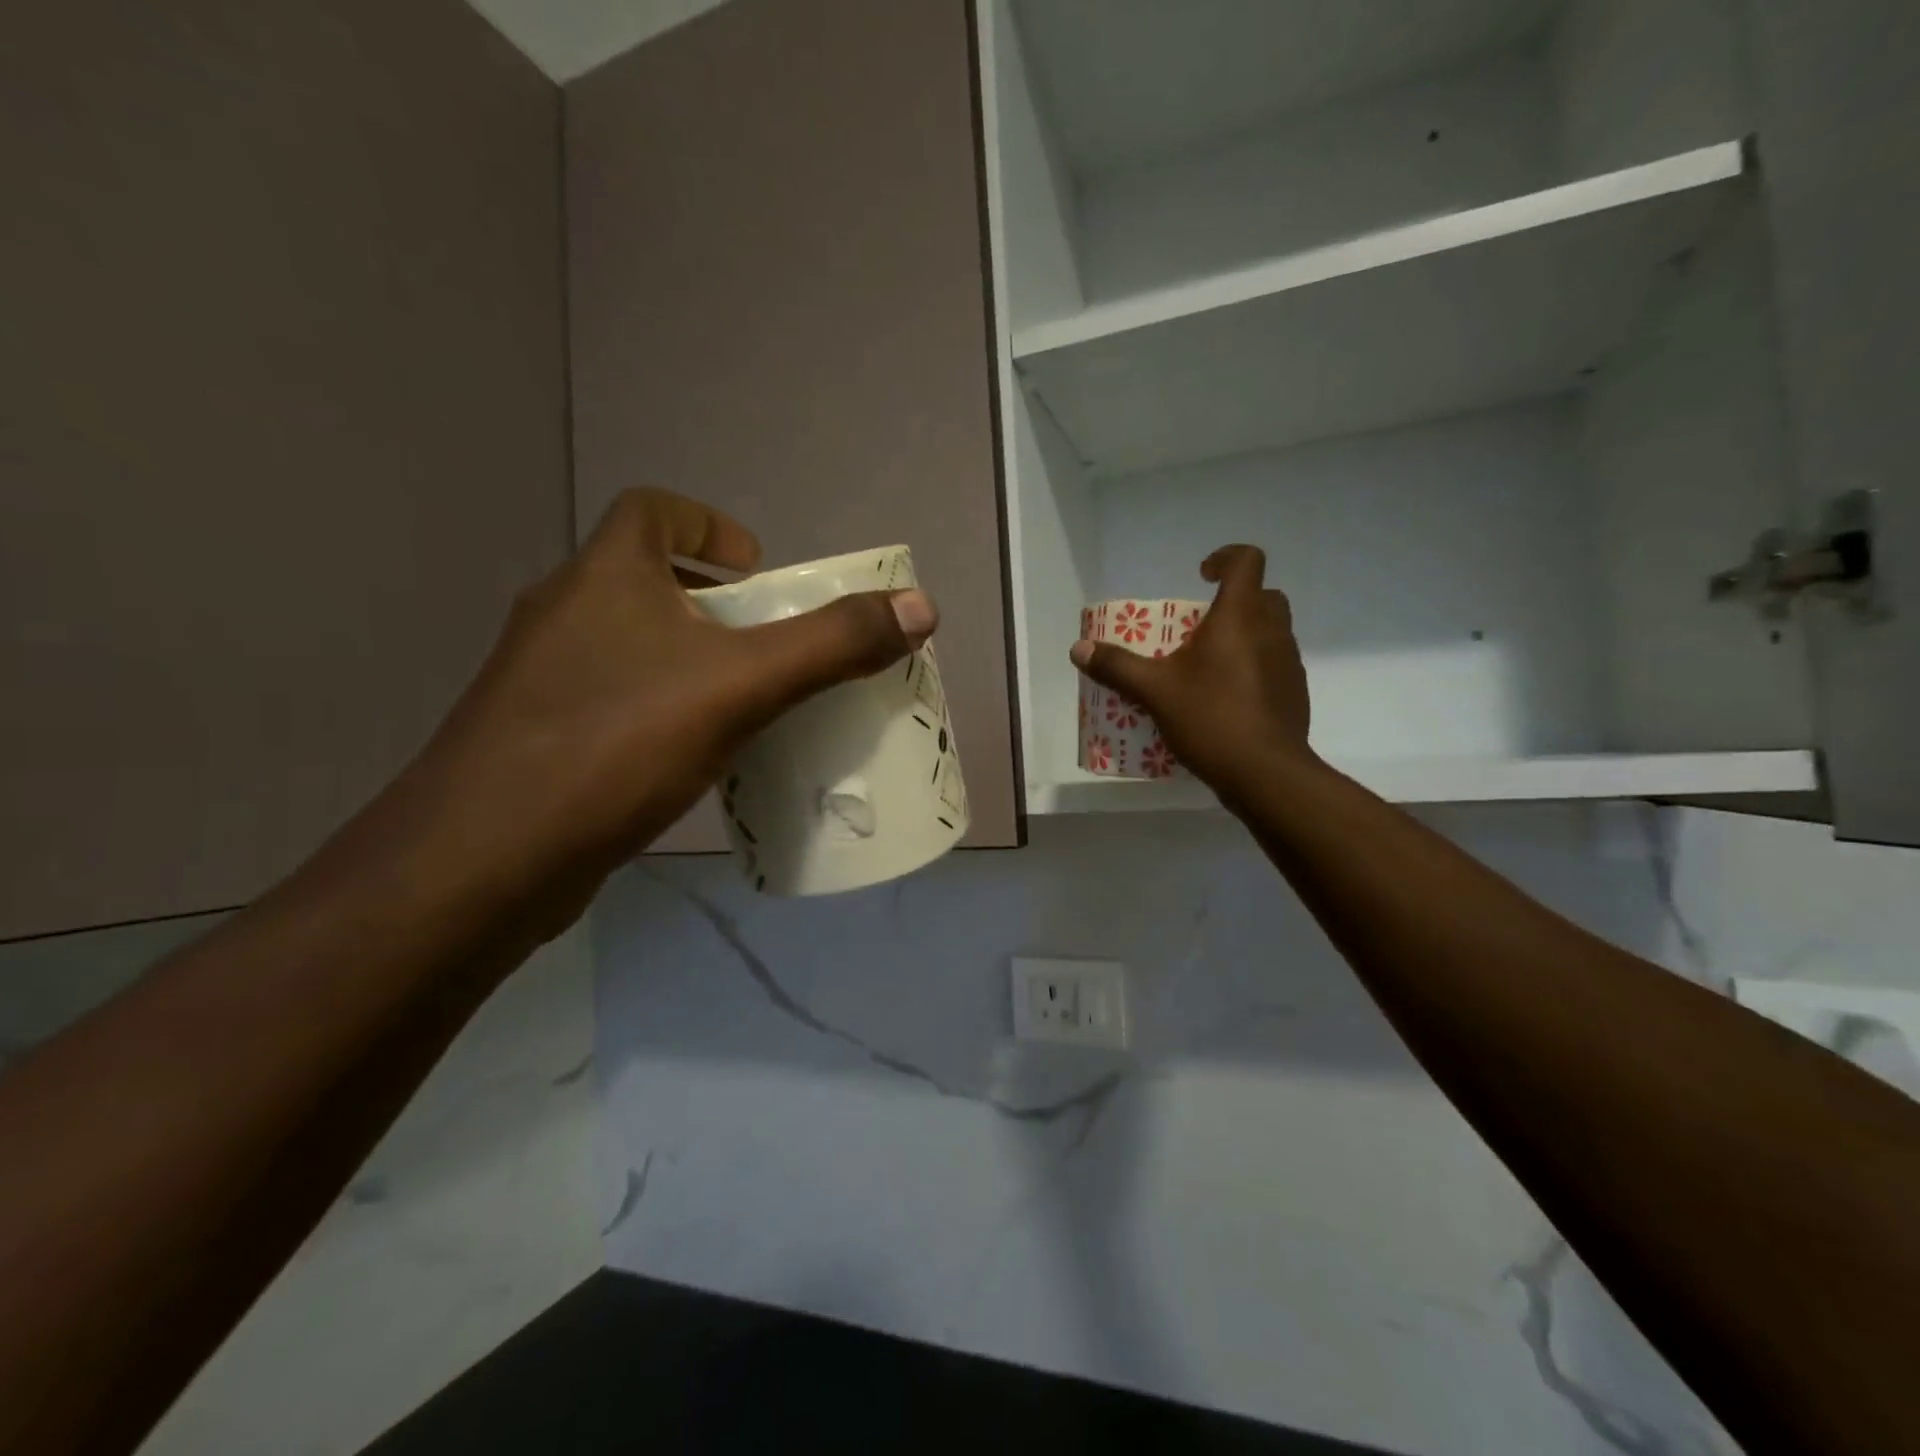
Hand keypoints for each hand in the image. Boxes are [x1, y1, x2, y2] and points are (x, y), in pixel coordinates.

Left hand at [389, 488, 935, 925]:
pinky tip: (688, 757)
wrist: (483, 860)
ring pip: (626, 645)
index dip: (706, 524)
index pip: (649, 510)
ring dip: (684, 659)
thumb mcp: (741, 686)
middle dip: (710, 603)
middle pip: (644, 579)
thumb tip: (919, 606)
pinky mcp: (534, 737)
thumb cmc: (615, 744)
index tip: (756, 569)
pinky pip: (610, 700)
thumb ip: (832, 644)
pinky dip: (656, 708)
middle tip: (765, 644)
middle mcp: (562, 613)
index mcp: (603, 577)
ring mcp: (539, 679)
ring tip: (740, 702)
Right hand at [1070, 545, 1312, 804]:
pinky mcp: (1294, 693)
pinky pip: (1274, 665)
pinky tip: (1226, 698)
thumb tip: (1079, 649)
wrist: (1265, 772)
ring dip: (1245, 635)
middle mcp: (1272, 631)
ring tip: (1208, 665)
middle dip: (1235, 601)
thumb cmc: (1211, 717)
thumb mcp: (1154, 691)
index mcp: (1240, 617)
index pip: (1247, 561)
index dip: (1226, 557)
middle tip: (1201, 626)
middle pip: (1264, 596)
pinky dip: (1253, 668)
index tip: (1201, 575)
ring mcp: (1289, 663)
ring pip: (1271, 632)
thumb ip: (1117, 667)